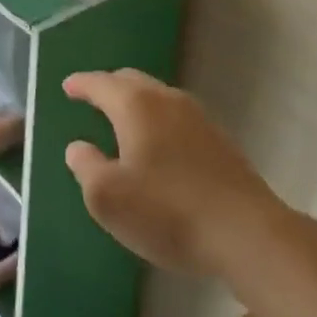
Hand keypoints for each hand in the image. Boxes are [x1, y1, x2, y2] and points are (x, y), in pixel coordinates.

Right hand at [64, 69, 287, 280]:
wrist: (248, 235)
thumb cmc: (167, 212)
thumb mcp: (107, 197)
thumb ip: (85, 166)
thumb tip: (78, 147)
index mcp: (135, 105)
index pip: (100, 83)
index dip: (81, 84)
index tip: (67, 86)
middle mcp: (166, 100)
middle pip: (131, 81)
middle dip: (109, 86)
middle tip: (93, 98)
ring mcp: (198, 118)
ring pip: (158, 97)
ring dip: (137, 103)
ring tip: (124, 121)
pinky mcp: (220, 141)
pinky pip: (177, 117)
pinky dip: (159, 121)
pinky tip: (159, 146)